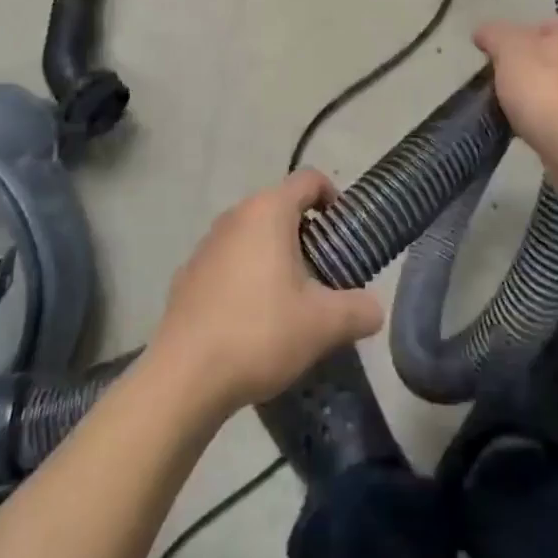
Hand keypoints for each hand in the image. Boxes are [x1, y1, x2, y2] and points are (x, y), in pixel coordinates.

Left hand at [151, 169, 383, 413]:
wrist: (183, 378)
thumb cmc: (260, 333)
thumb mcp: (324, 325)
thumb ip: (360, 310)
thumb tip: (374, 309)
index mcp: (268, 212)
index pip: (309, 180)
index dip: (334, 197)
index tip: (345, 232)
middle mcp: (234, 217)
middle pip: (280, 207)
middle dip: (307, 233)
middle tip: (326, 272)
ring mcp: (206, 245)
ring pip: (252, 235)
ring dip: (276, 255)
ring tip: (292, 299)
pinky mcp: (187, 275)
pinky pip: (229, 262)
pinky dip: (247, 276)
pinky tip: (254, 319)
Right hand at [473, 16, 557, 145]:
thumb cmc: (547, 88)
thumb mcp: (509, 50)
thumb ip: (494, 35)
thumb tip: (484, 32)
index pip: (541, 28)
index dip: (514, 46)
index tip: (498, 67)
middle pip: (555, 59)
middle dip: (531, 73)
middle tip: (506, 92)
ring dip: (544, 100)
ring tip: (519, 117)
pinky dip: (557, 123)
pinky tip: (540, 134)